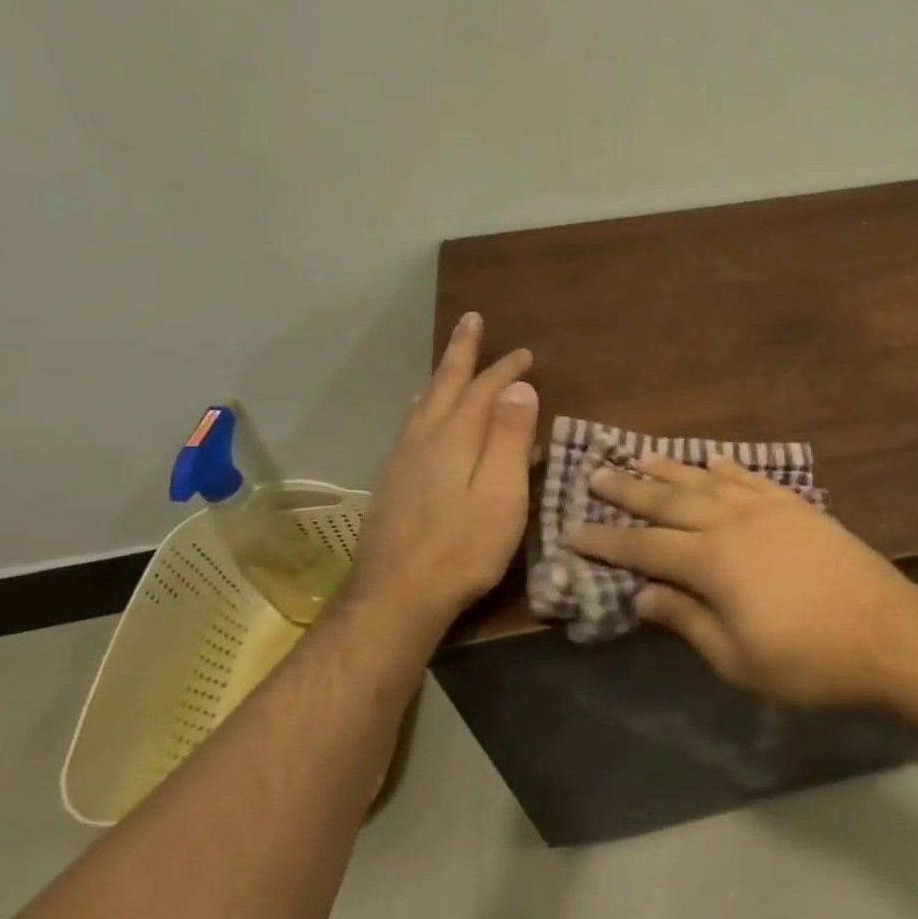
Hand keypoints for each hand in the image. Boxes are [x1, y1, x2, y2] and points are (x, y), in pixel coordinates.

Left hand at [347, 312, 537, 624]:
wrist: (395, 597)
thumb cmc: (462, 547)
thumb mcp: (501, 494)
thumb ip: (509, 438)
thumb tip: (520, 388)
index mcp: (454, 438)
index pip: (483, 390)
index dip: (505, 369)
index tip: (525, 353)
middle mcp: (424, 439)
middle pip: (444, 384)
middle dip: (461, 351)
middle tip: (471, 320)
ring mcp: (402, 462)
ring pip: (424, 405)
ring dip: (440, 377)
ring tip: (448, 363)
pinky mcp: (392, 485)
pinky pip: (413, 427)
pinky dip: (426, 407)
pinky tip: (425, 419)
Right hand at [570, 453, 917, 707]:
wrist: (888, 633)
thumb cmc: (808, 660)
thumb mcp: (737, 658)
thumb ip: (686, 620)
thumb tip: (641, 594)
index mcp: (712, 562)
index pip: (645, 546)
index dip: (607, 540)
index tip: (573, 530)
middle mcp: (733, 522)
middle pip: (670, 501)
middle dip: (629, 489)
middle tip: (595, 473)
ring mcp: (768, 508)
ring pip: (707, 481)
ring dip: (670, 469)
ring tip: (640, 456)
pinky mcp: (797, 506)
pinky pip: (751, 478)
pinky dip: (727, 467)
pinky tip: (712, 460)